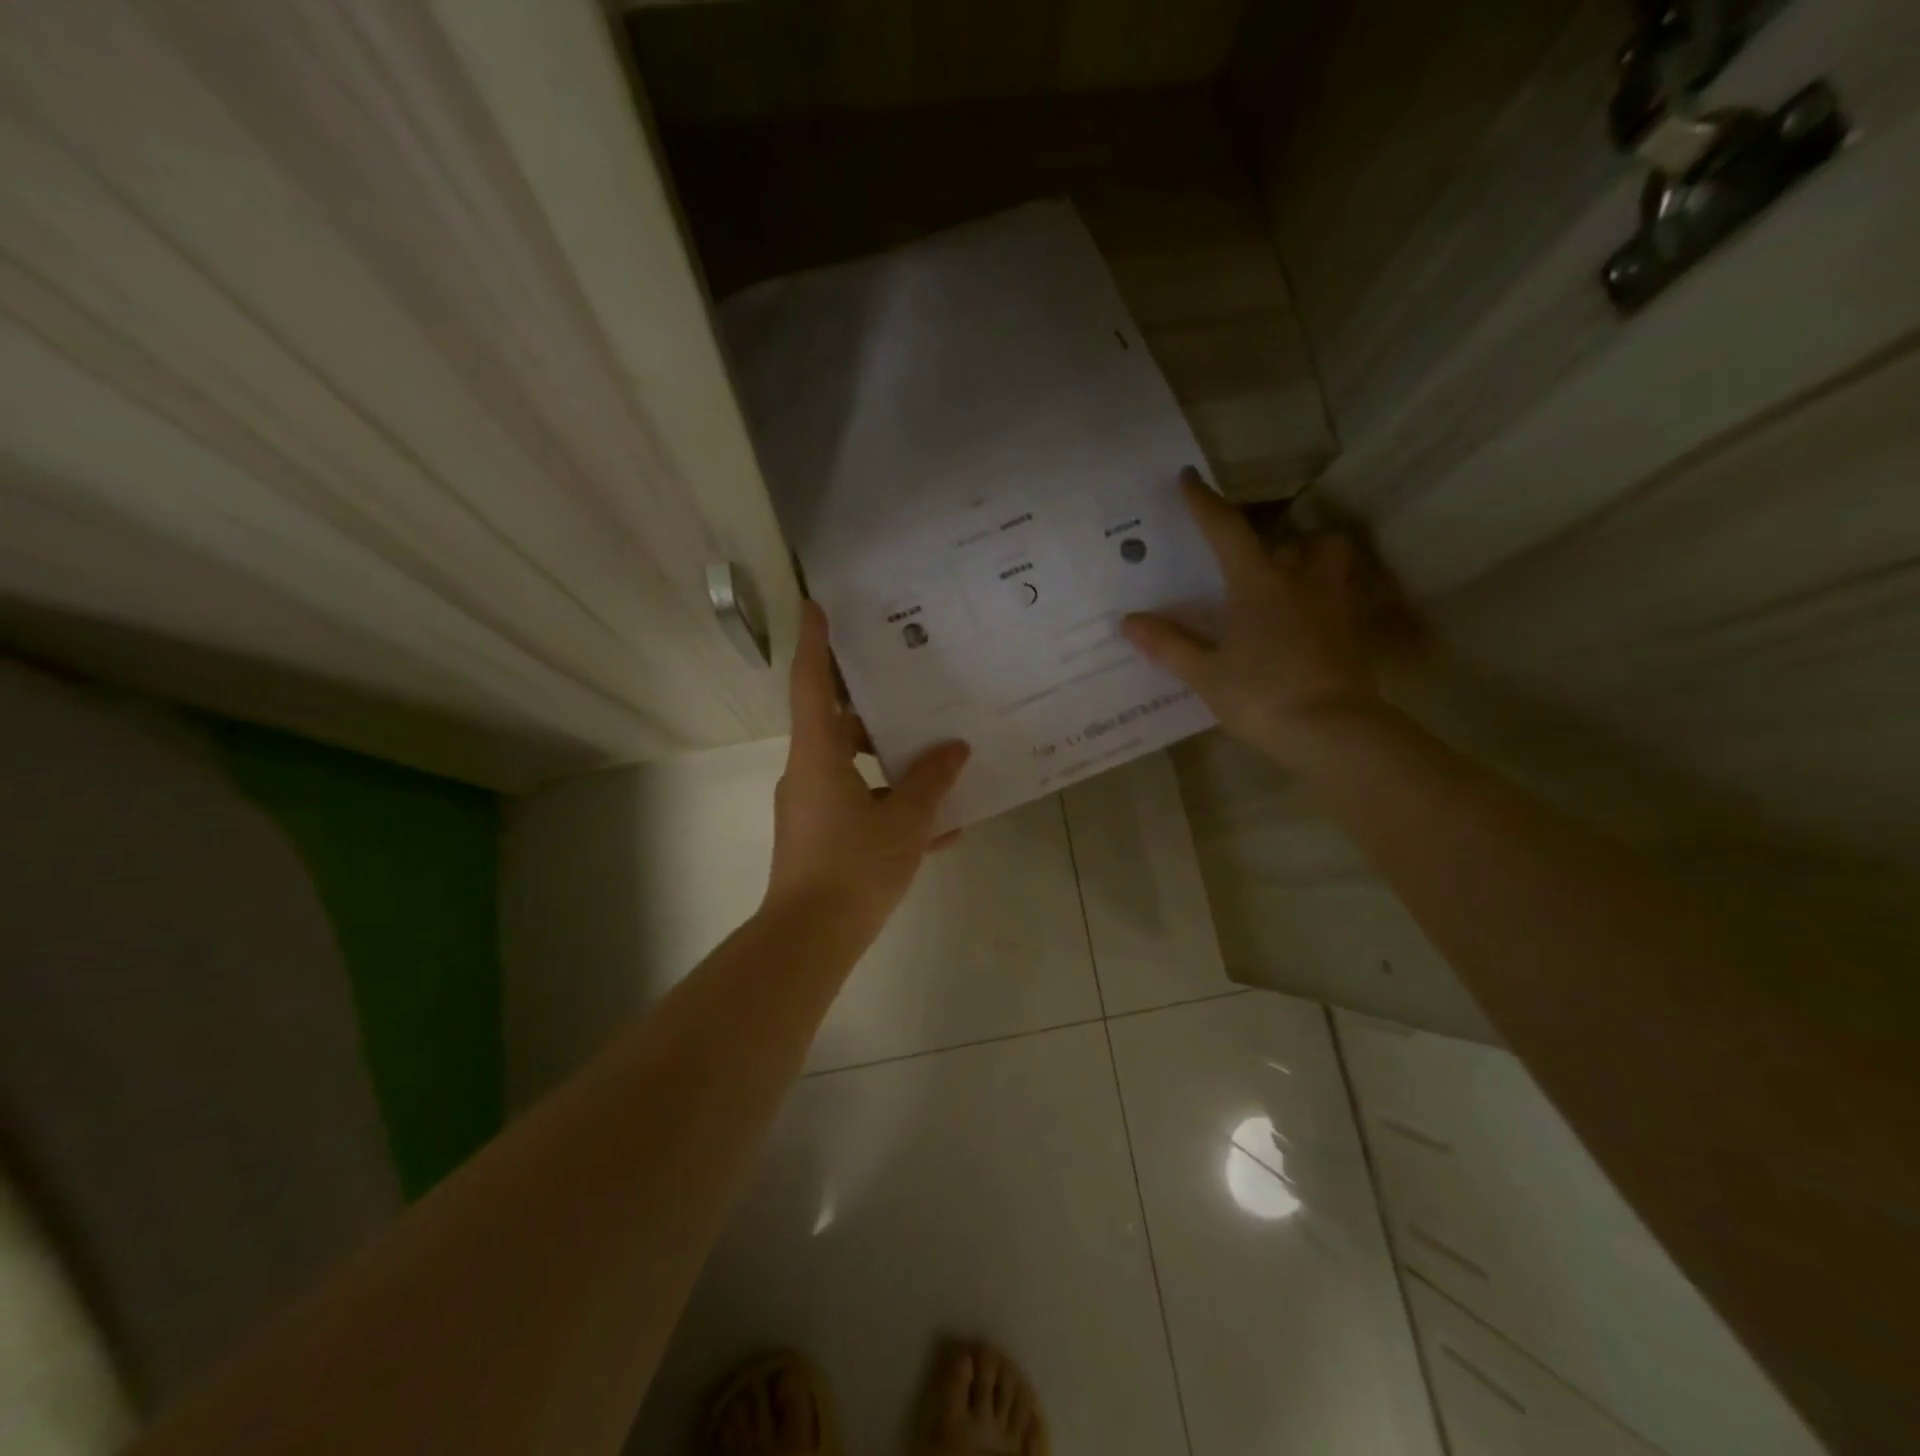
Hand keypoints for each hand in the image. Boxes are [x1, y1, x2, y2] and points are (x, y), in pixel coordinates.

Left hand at [763, 601, 970, 940]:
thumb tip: (955, 749)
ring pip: (855, 768)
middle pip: (838, 724)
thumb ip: (931, 782)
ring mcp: (813, 807)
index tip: (817, 605)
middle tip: (911, 683)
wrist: (810, 940)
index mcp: (818, 756)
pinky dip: (893, 806)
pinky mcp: (823, 837)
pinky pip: (862, 806)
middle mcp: (808, 773)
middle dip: (873, 706)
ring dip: (892, 761)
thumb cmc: (853, 868)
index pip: (810, 685)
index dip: (814, 643)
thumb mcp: (904, 822)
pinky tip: (941, 824)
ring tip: (940, 755)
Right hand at [1121, 468, 1385, 766]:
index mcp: (1258, 583)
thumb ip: (1169, 645)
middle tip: (1257, 561)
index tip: (1189, 478)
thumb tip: (1128, 621)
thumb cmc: (1262, 695)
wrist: (1332, 730)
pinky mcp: (1353, 632)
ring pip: (1332, 561)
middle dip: (1279, 541)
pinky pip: (1338, 598)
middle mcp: (1300, 581)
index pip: (1227, 530)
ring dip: (1312, 561)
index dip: (1205, 503)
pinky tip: (1304, 626)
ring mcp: (1333, 605)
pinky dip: (1321, 600)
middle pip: (1300, 540)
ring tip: (1288, 585)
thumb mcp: (1206, 674)